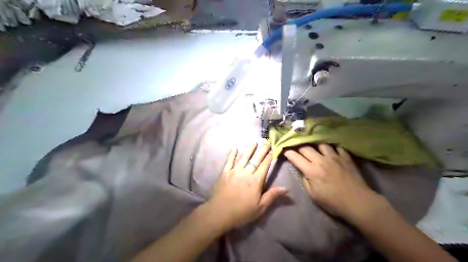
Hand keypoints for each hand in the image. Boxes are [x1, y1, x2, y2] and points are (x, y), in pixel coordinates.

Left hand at [205, 144, 286, 230]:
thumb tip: (285, 188)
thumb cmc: (242, 212)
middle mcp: (245, 173)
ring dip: (249, 149)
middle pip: (255, 159)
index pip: (264, 166)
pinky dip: (232, 154)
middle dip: (261, 150)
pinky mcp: (224, 173)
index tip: (273, 150)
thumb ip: (272, 196)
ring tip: (253, 142)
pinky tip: (234, 147)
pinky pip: (229, 161)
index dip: (269, 158)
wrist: (220, 213)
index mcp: (255, 181)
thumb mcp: (260, 207)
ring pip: (243, 157)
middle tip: (266, 142)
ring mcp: (234, 171)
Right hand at [284, 144, 381, 221]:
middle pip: (306, 148)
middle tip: (298, 150)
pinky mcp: (345, 157)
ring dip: (316, 146)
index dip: (289, 153)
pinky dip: (332, 149)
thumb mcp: (313, 195)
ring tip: (315, 149)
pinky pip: (337, 148)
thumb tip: (303, 171)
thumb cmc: (333, 201)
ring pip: (321, 144)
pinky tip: (332, 152)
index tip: (286, 151)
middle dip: (299, 147)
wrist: (357, 202)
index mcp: (311, 170)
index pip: (296, 157)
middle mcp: (321, 160)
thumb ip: (305, 181)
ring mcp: (334, 157)